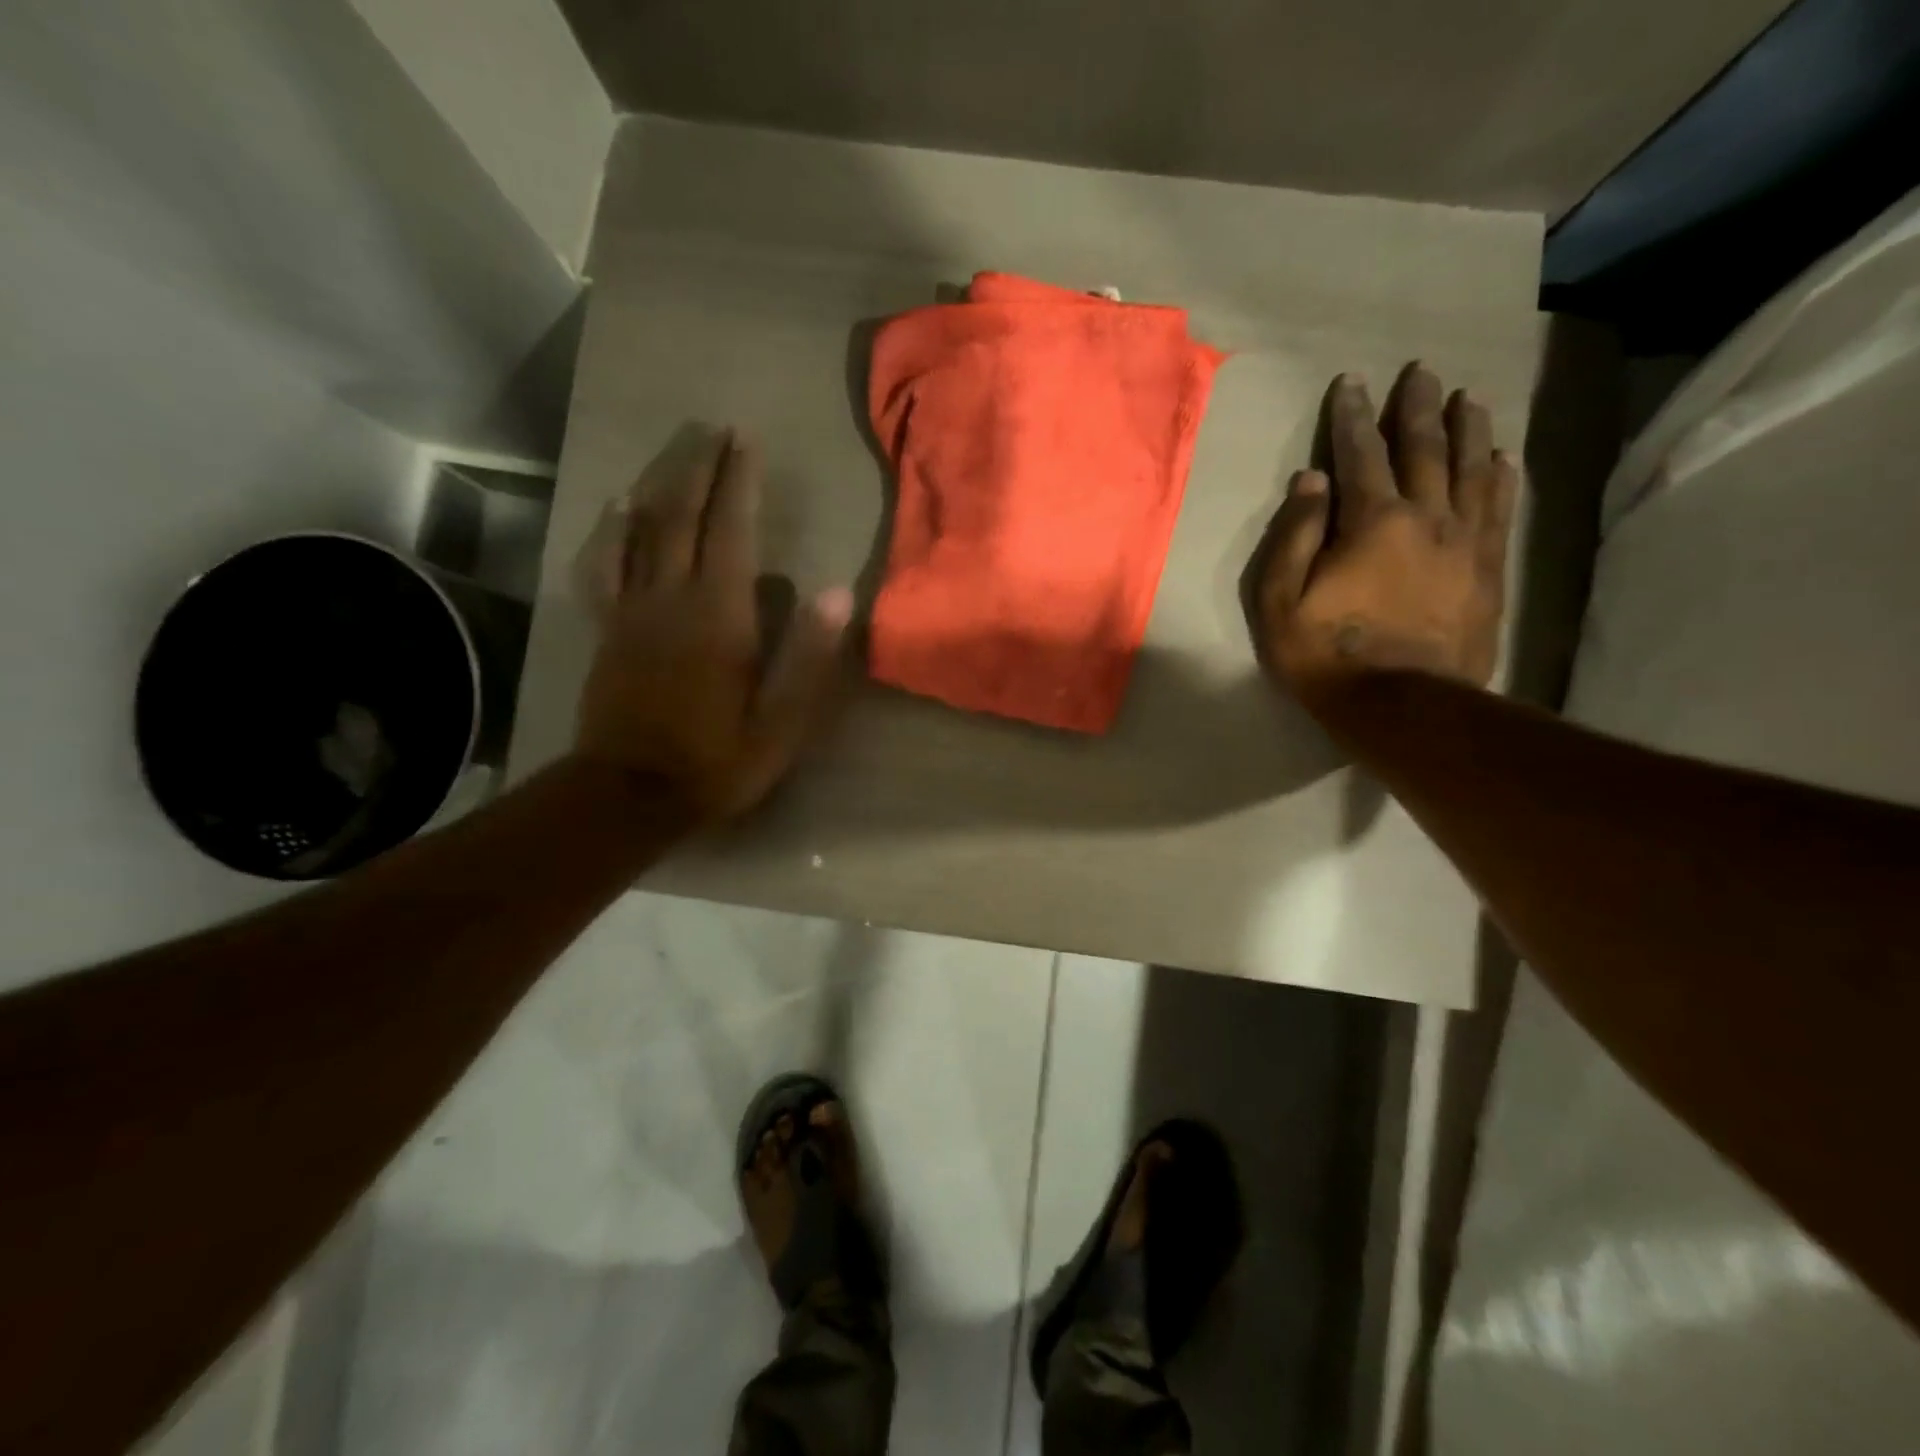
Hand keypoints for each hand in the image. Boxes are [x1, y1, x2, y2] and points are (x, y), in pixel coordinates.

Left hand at [574, 428, 852, 820]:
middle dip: (699, 467)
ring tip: (676, 449)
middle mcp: (672, 598)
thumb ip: (807, 657)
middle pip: (682, 516)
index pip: (732, 532)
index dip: (739, 482)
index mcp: (720, 616)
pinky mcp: (607, 628)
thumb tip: (838, 591)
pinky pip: (603, 565)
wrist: (630, 793)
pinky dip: (611, 530)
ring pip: (641, 530)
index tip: (746, 440)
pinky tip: (616, 507)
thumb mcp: (780, 723)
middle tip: (713, 428)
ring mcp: (632, 609)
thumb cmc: (718, 761)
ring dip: (660, 483)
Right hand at [1252, 363, 1517, 710]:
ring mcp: (1466, 542)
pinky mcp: (1489, 570)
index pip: (1360, 454)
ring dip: (1468, 428)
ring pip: (1472, 469)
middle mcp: (1427, 517)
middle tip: (1420, 371)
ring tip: (1469, 396)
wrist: (1403, 706)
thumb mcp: (1281, 602)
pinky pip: (1500, 508)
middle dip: (1418, 407)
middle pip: (1425, 448)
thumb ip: (1294, 537)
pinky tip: (1503, 457)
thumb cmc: (1327, 655)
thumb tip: (1310, 480)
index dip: (1352, 416)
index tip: (1351, 382)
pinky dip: (1502, 476)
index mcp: (1372, 521)